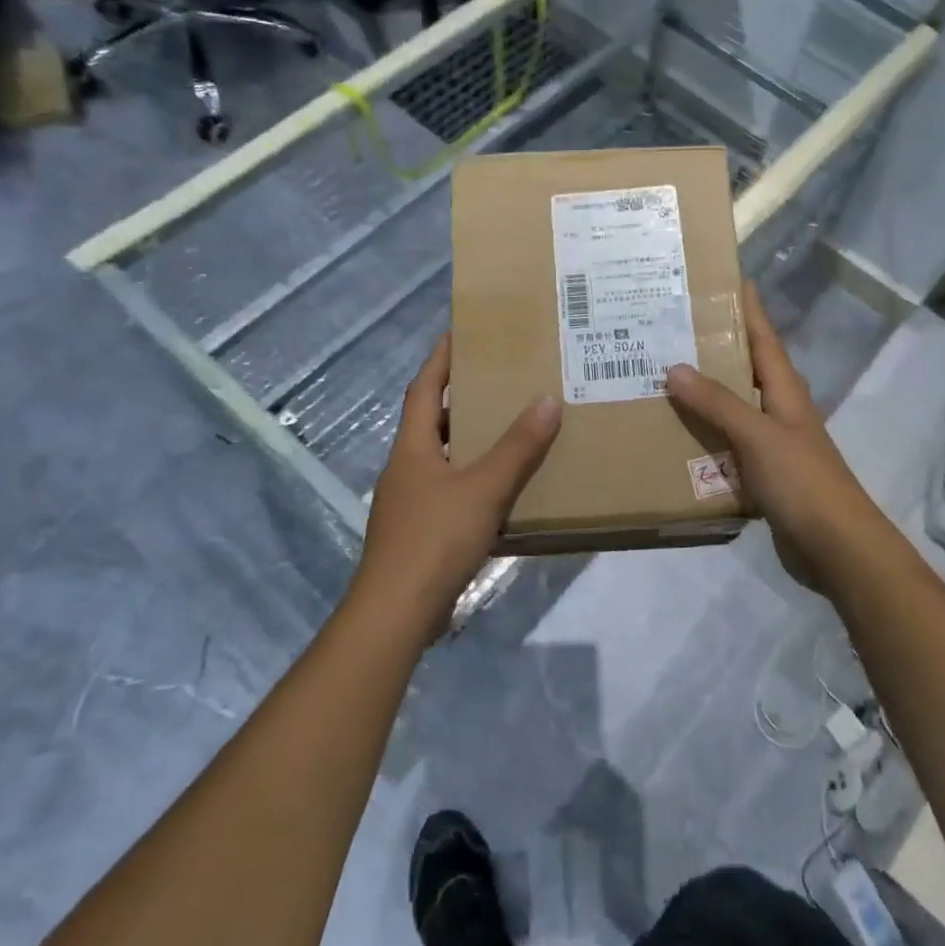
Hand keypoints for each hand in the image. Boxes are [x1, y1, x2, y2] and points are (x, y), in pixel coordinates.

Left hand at [353, 335, 561, 637]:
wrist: (397, 612)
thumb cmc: (435, 539)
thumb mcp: (483, 489)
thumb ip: (517, 448)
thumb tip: (547, 400)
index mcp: (412, 448)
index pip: (424, 390)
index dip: (439, 360)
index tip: (458, 333)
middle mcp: (406, 469)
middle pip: (433, 422)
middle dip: (462, 400)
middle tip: (499, 382)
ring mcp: (410, 503)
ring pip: (443, 459)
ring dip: (470, 443)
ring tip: (509, 430)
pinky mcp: (420, 532)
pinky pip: (450, 491)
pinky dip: (474, 481)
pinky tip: (502, 490)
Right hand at [664, 283, 895, 599]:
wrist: (835, 547)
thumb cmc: (803, 482)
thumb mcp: (759, 436)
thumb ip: (718, 403)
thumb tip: (674, 367)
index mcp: (785, 391)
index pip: (763, 337)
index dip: (748, 307)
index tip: (727, 277)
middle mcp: (779, 410)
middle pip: (744, 368)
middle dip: (714, 347)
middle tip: (671, 328)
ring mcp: (772, 444)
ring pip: (732, 408)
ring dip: (704, 394)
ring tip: (661, 376)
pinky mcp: (763, 475)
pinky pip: (727, 445)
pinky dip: (704, 435)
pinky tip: (675, 436)